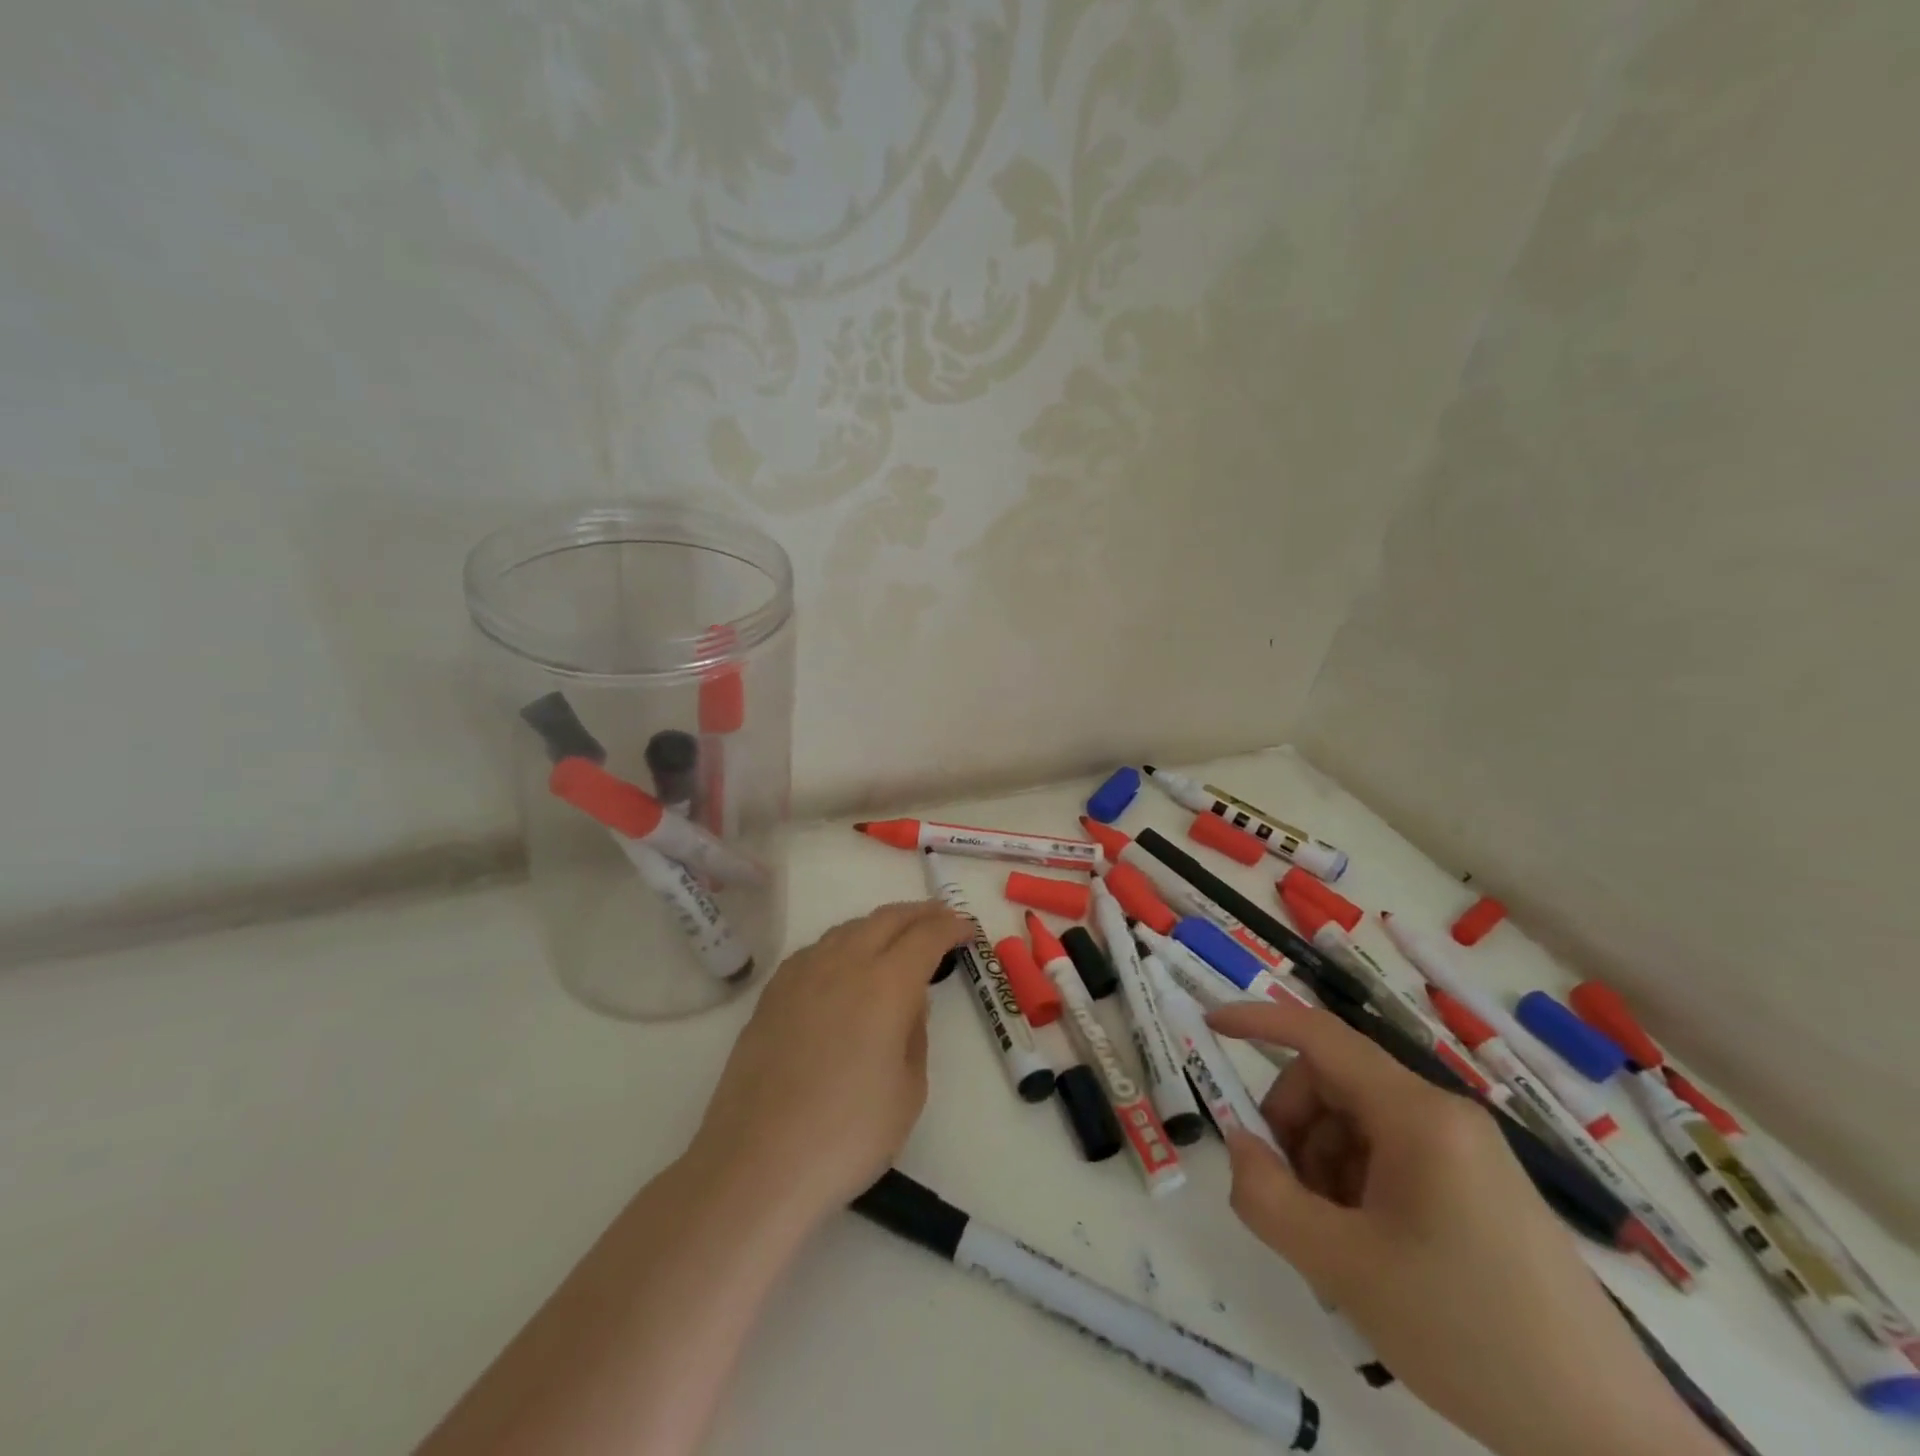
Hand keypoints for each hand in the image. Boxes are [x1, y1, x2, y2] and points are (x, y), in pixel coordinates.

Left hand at [689, 900, 968, 1220]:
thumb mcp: (909, 1091)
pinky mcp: (772, 993)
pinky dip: (843, 944)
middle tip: (941, 918)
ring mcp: (801, 974)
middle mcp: (843, 964)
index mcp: (886, 984)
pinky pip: (817, 950)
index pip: (926, 937)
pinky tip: (845, 964)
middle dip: (919, 913)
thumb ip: (915, 1034)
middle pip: (886, 919)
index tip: (967, 929)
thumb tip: (908, 1005)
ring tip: (896, 938)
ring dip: (880, 926)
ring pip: (848, 928)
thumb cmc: (847, 1135)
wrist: (757, 1164)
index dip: (950, 927)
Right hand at [1206, 1000, 1722, 1455]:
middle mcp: (1443, 1113)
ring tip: (1334, 1242)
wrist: (1610, 1439)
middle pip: (1334, 1085)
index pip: (1321, 1036)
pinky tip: (1369, 1250)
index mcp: (1417, 1114)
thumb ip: (1267, 1197)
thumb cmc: (1469, 1335)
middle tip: (1287, 1199)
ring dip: (1323, 1165)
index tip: (1211, 1026)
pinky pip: (1392, 1155)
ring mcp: (1467, 1149)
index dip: (1259, 1020)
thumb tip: (1239, 1145)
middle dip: (1293, 1129)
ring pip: (1358, 1123)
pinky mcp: (1479, 1185)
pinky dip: (1357, 1185)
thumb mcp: (1344, 1268)